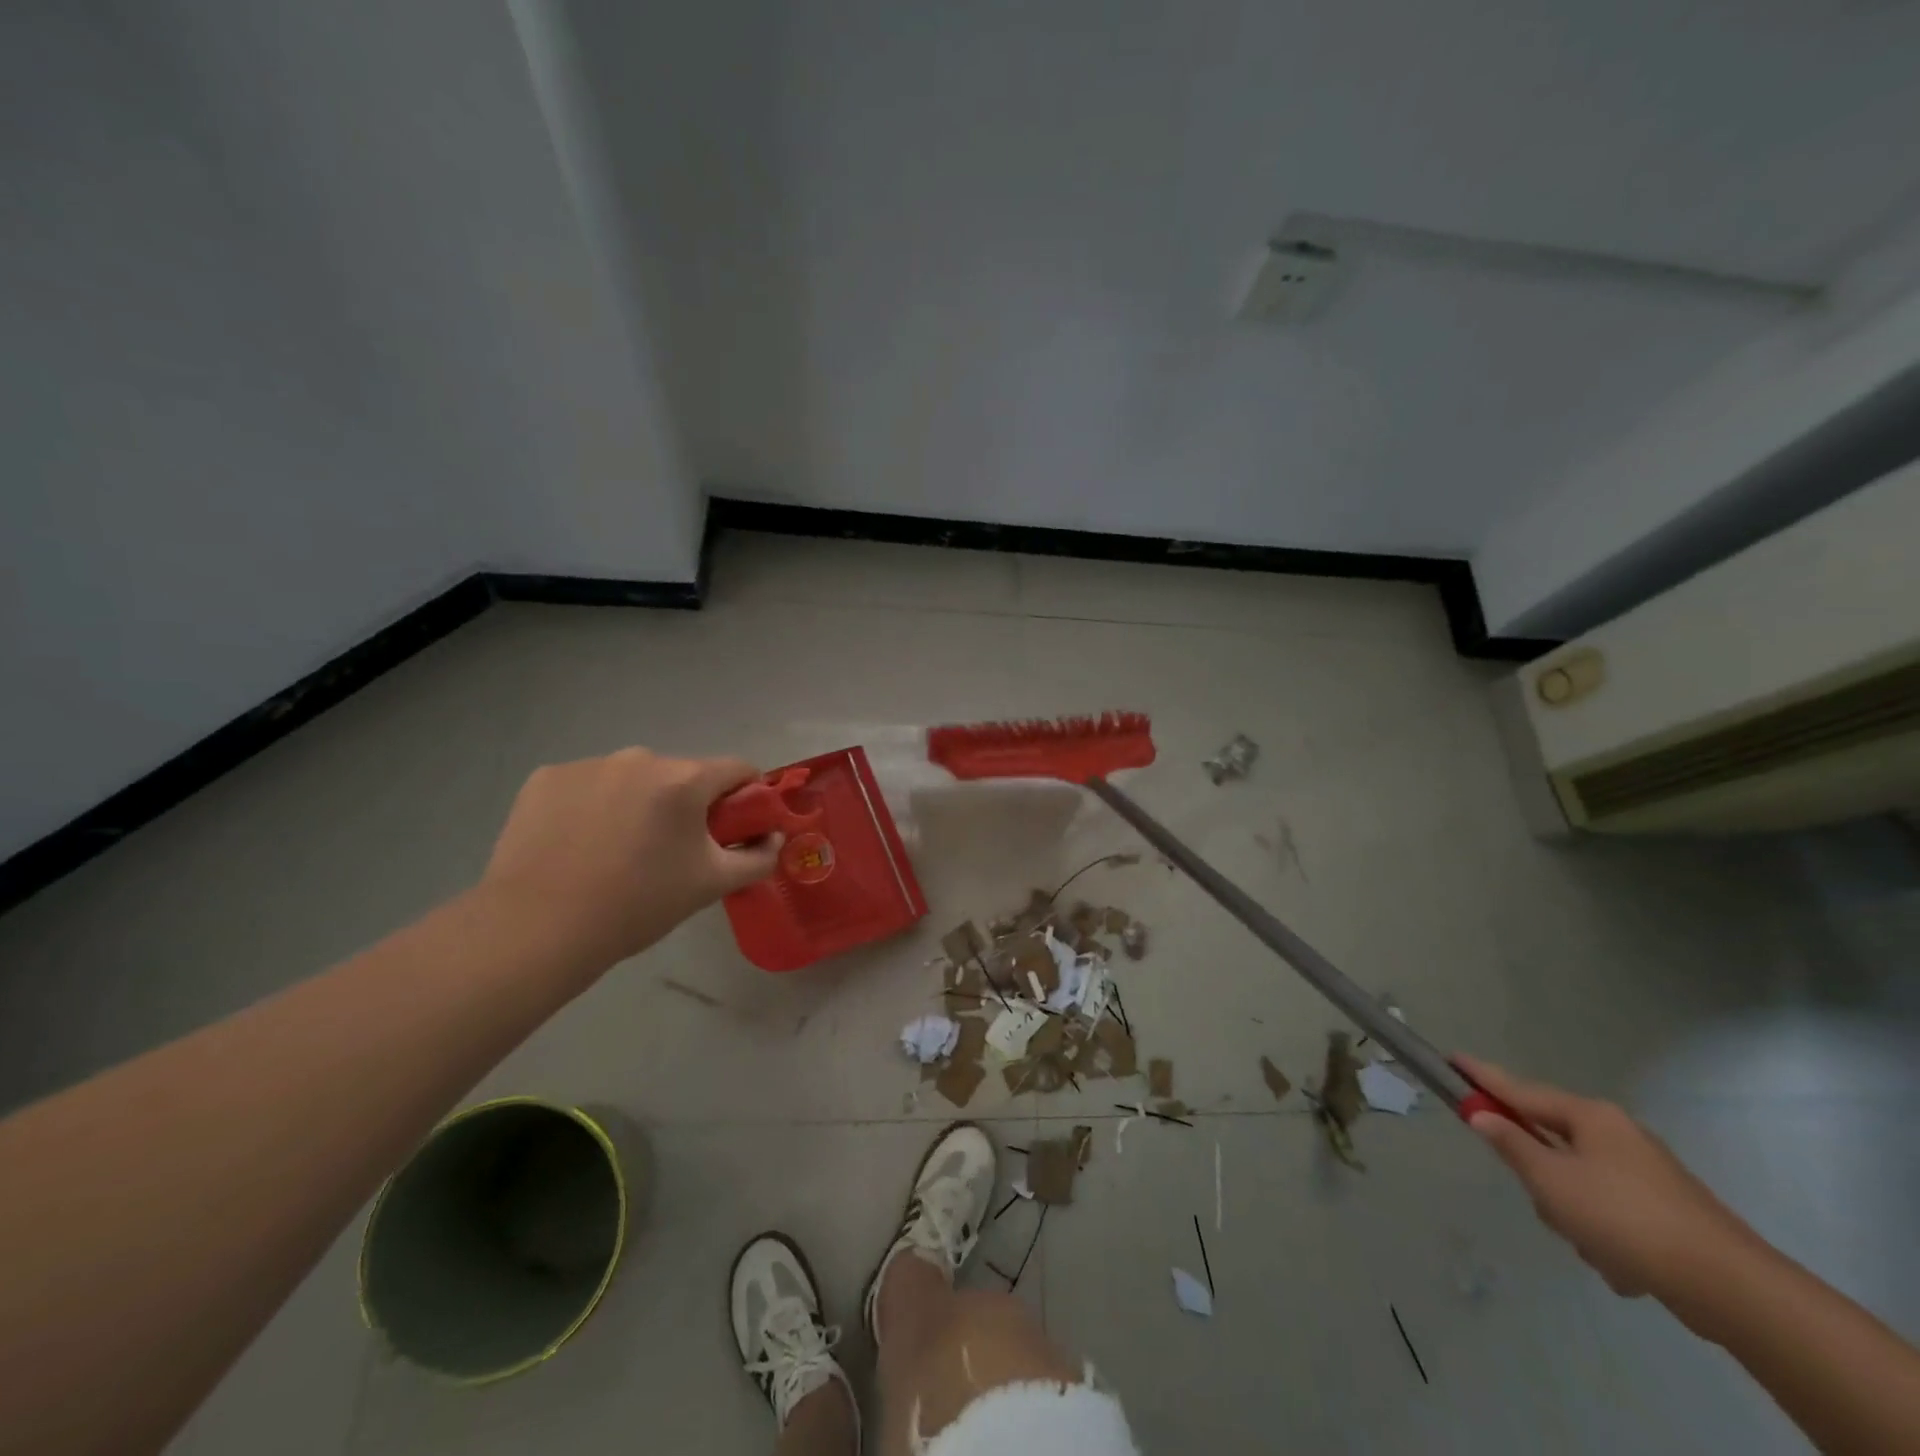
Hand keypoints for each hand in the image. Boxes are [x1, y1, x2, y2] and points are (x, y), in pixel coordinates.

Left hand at [478, 748, 779, 968]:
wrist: (537, 929)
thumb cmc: (637, 905)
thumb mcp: (711, 885)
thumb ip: (757, 858)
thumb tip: (774, 839)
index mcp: (683, 779)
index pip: (737, 769)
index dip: (747, 796)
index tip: (736, 828)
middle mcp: (638, 758)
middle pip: (682, 774)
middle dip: (687, 804)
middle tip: (674, 851)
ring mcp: (588, 764)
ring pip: (632, 778)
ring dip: (639, 803)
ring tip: (619, 851)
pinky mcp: (545, 778)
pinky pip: (588, 784)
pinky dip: (594, 805)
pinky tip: (580, 843)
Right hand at [1457, 1055, 1762, 1306]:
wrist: (1731, 1288)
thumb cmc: (1624, 1218)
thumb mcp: (1551, 1180)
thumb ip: (1510, 1144)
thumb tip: (1481, 1115)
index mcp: (1589, 1117)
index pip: (1519, 1089)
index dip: (1482, 1077)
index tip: (1452, 1058)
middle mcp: (1617, 1135)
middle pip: (1550, 1143)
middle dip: (1542, 1179)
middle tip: (1546, 1204)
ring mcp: (1646, 1173)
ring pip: (1578, 1183)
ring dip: (1574, 1216)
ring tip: (1593, 1247)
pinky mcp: (1666, 1212)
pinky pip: (1610, 1213)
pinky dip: (1606, 1237)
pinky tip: (1622, 1267)